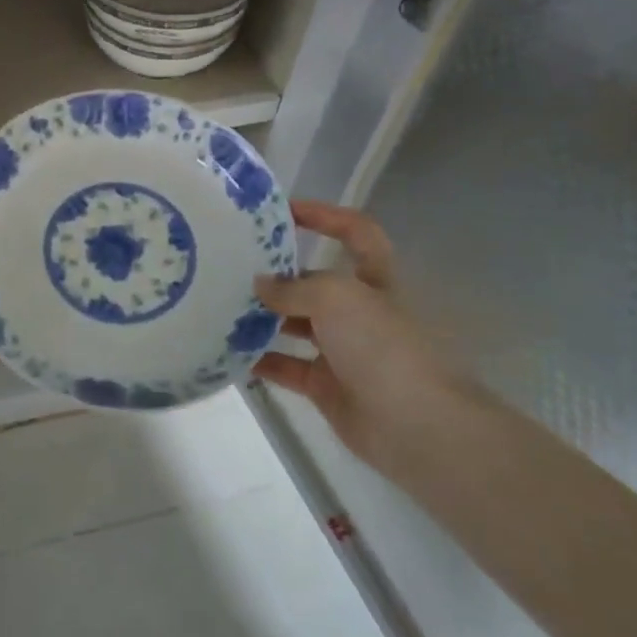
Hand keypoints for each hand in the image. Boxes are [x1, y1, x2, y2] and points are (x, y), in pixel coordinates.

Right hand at [251, 201, 463, 466]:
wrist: (415, 425)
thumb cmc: (381, 345)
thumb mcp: (336, 298)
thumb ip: (293, 288)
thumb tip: (261, 285)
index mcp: (374, 280)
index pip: (355, 233)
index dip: (325, 216)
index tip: (283, 211)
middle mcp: (359, 310)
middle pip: (314, 282)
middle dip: (278, 274)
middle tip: (232, 266)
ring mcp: (343, 350)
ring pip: (296, 324)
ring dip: (263, 317)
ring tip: (222, 305)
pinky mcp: (326, 385)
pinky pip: (286, 366)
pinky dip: (260, 359)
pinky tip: (229, 349)